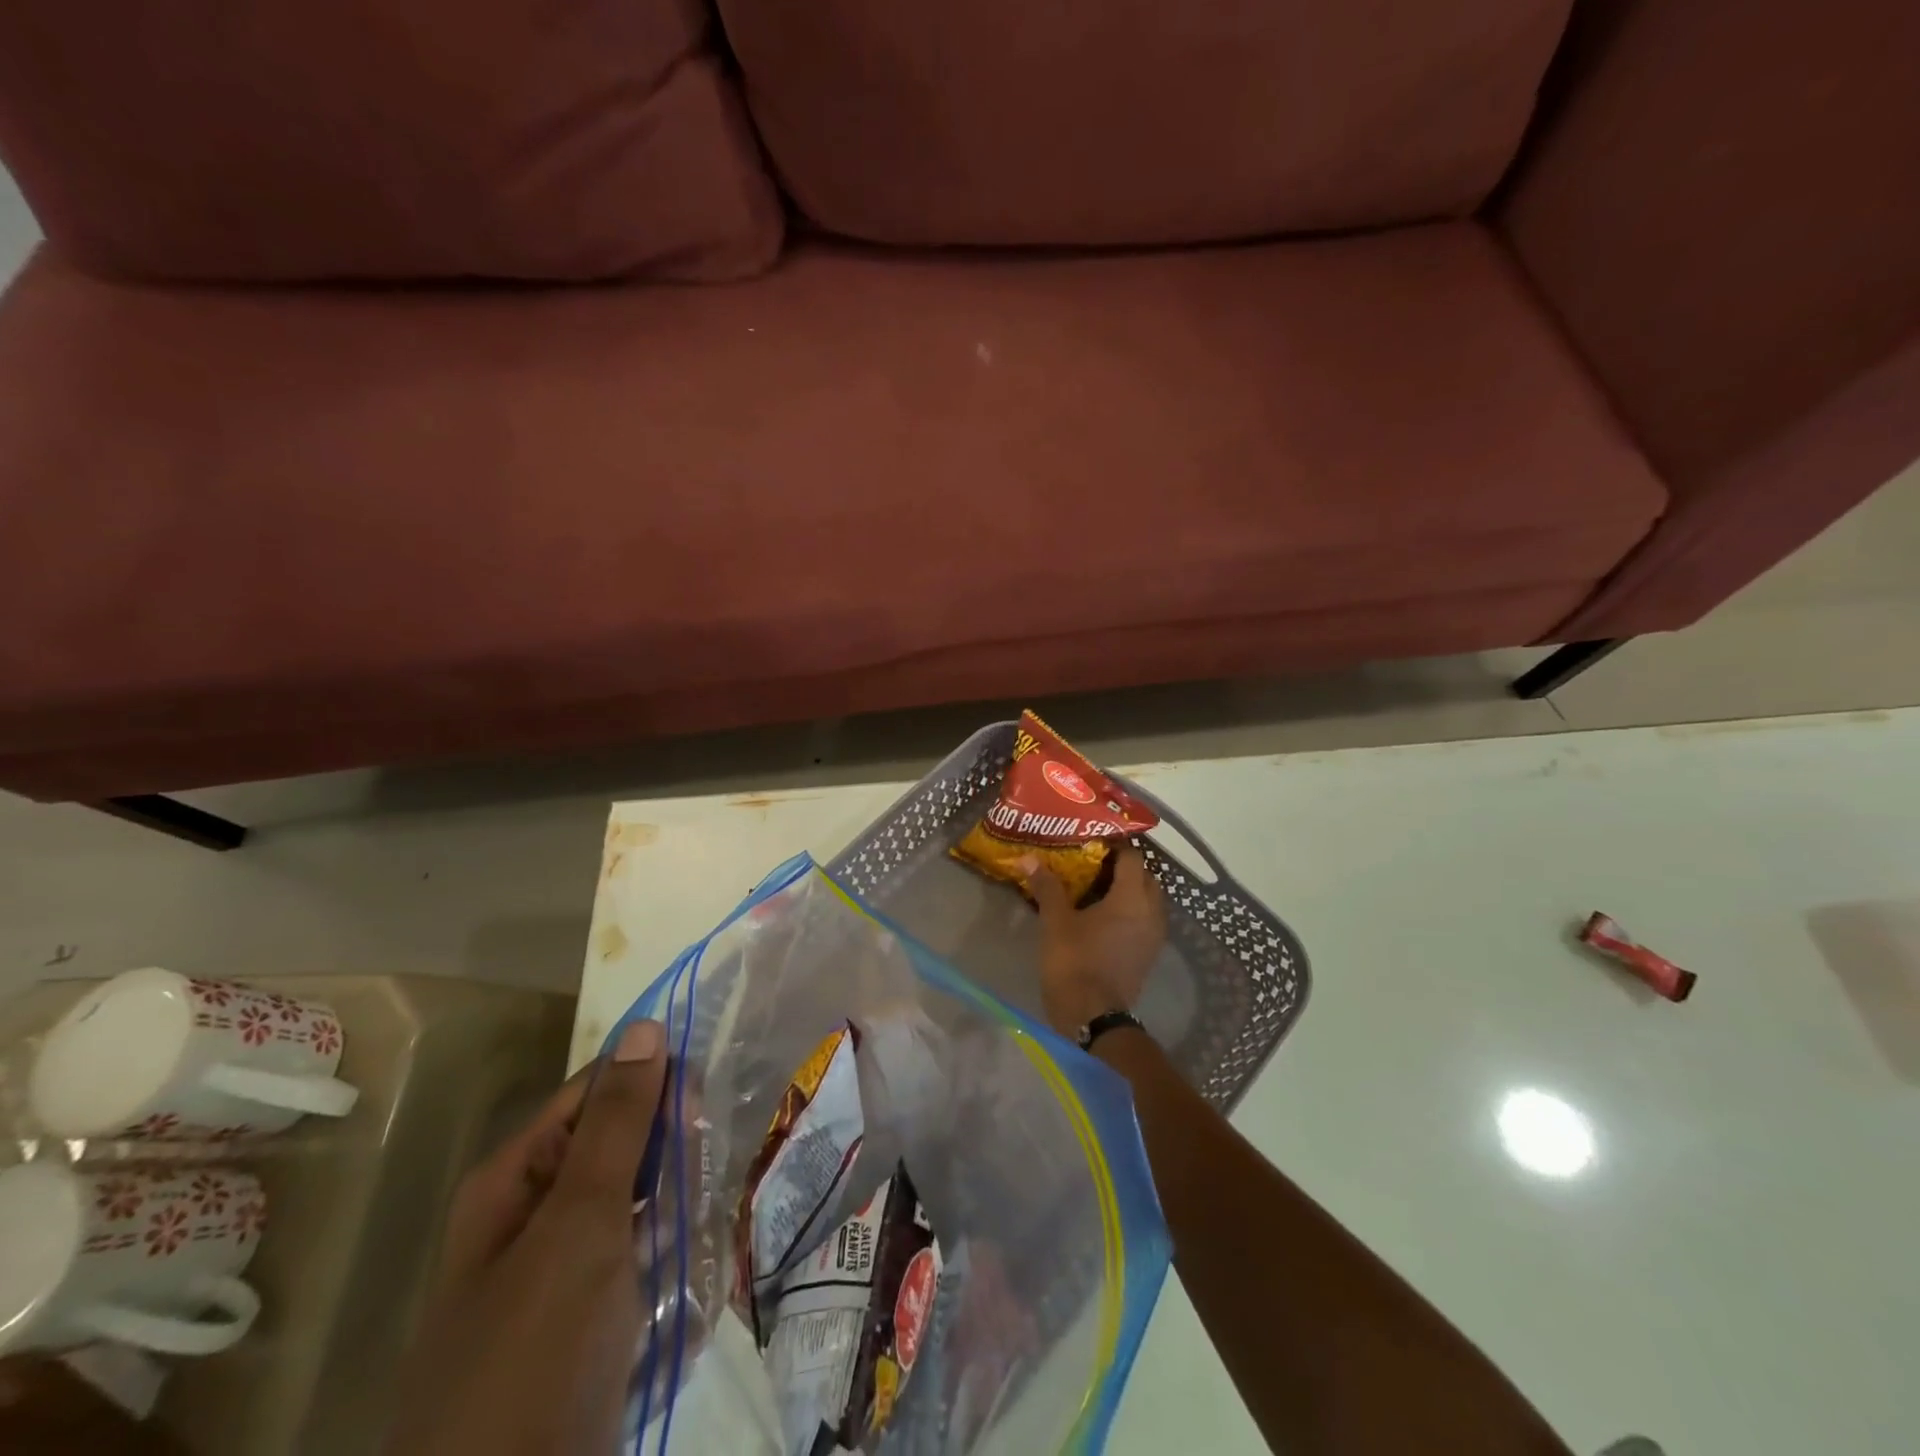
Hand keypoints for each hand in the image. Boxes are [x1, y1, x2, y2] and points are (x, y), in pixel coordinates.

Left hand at [386, 1021, 668, 1455]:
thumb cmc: (537, 1350)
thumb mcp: (581, 1222)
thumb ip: (619, 1122)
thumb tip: (647, 1026)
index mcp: (519, 1177)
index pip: (599, 1091)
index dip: (653, 1085)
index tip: (703, 1102)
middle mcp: (539, 1212)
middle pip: (627, 1147)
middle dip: (670, 1164)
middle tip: (687, 1201)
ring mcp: (568, 1268)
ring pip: (648, 1202)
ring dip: (678, 1218)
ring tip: (686, 1255)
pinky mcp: (596, 1315)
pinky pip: (649, 1257)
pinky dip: (674, 1263)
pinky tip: (688, 1286)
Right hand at [1030, 846, 1166, 1038]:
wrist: (1093, 1017)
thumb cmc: (1074, 962)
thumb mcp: (1055, 921)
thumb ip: (1047, 886)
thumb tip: (1029, 858)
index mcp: (1131, 898)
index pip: (1131, 858)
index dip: (1113, 846)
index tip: (1091, 843)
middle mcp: (1151, 912)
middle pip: (1145, 877)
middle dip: (1123, 867)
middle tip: (1093, 864)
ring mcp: (1154, 936)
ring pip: (1149, 900)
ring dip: (1129, 890)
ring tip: (1098, 889)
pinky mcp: (1149, 955)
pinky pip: (1146, 920)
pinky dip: (1131, 912)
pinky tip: (1105, 917)